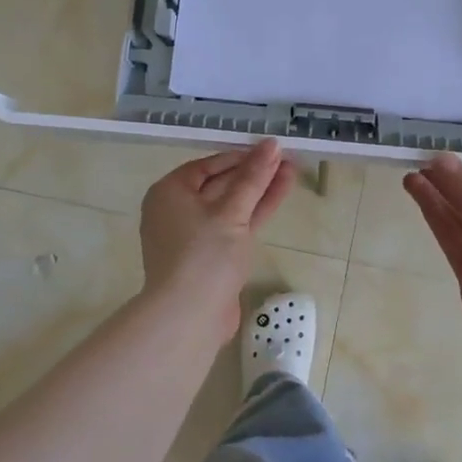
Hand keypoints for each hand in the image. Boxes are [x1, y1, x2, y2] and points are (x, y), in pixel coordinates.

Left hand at [139, 140, 294, 338]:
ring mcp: (195, 236)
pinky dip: (255, 212)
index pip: (208, 165)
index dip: (240, 156)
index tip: (269, 150)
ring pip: (232, 206)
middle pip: (220, 184)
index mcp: (170, 192)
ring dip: (260, 190)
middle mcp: (177, 210)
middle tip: (286, 157)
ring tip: (291, 170)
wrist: (189, 317)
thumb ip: (253, 178)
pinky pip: (235, 226)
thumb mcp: (231, 212)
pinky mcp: (212, 257)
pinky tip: (279, 195)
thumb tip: (271, 145)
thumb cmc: (203, 255)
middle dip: (254, 172)